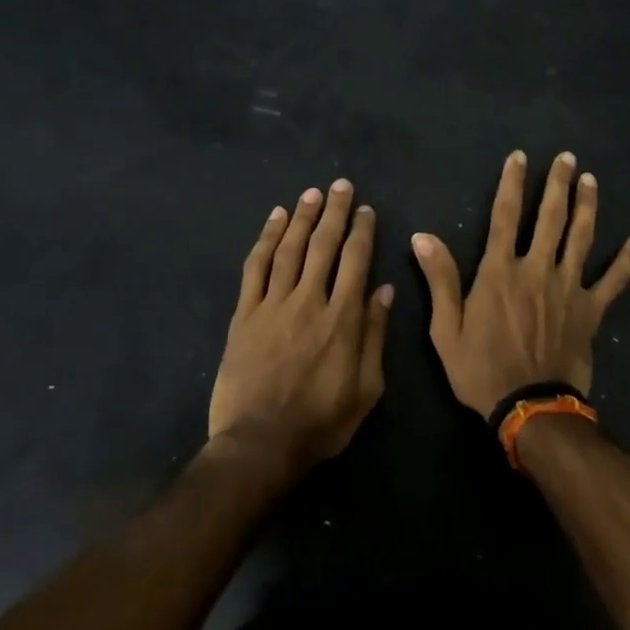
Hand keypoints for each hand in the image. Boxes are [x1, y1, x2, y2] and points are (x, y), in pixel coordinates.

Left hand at [209, 180, 392, 468]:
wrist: (260, 444)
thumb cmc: (321, 422)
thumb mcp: (366, 388)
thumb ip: (375, 335)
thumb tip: (384, 290)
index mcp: (342, 318)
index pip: (356, 261)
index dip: (362, 231)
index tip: (366, 210)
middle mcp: (309, 301)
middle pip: (323, 245)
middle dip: (335, 212)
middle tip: (341, 185)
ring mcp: (273, 305)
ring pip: (289, 249)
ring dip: (302, 217)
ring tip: (312, 194)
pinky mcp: (245, 314)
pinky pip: (256, 267)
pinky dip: (265, 239)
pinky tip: (274, 220)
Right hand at [412, 151, 629, 417]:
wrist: (529, 408)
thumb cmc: (482, 370)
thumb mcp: (447, 329)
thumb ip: (440, 280)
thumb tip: (422, 237)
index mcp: (501, 272)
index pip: (504, 216)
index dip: (511, 184)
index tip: (519, 157)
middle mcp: (538, 269)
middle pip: (550, 218)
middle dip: (558, 184)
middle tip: (567, 158)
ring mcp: (569, 288)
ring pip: (582, 237)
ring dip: (587, 206)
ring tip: (590, 180)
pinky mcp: (592, 310)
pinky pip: (614, 280)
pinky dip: (629, 258)